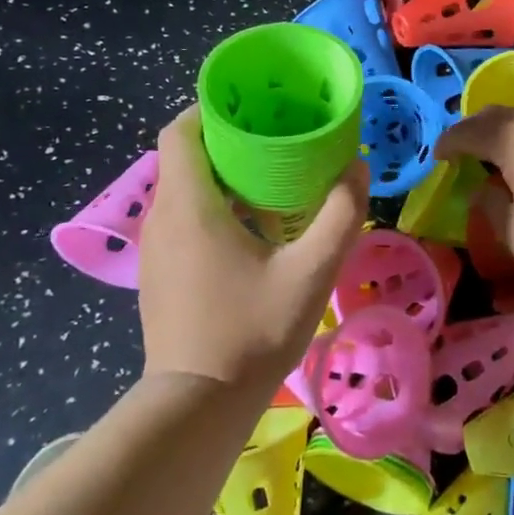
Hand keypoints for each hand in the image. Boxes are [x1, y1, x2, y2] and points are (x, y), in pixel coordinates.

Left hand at [137, 108, 368, 389]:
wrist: (197, 408)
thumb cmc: (251, 332)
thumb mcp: (311, 273)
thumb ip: (340, 214)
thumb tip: (356, 166)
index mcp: (190, 206)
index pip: (181, 130)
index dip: (212, 108)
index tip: (253, 107)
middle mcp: (163, 218)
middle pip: (187, 155)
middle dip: (229, 139)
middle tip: (278, 136)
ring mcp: (157, 248)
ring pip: (186, 188)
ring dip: (224, 174)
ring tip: (273, 175)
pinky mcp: (161, 272)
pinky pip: (184, 217)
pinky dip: (215, 204)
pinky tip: (256, 226)